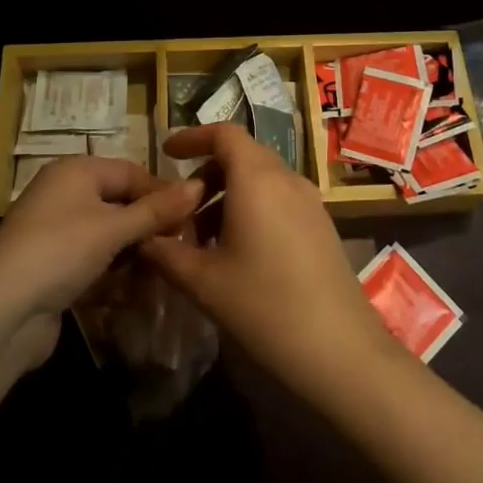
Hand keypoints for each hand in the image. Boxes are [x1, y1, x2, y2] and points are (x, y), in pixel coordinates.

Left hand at [0, 156, 200, 367]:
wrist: (0, 314)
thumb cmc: (61, 252)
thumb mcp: (114, 228)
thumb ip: (157, 210)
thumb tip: (199, 186)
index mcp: (76, 171)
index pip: (132, 172)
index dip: (163, 193)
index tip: (193, 219)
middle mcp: (65, 194)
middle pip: (121, 204)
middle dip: (150, 228)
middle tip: (182, 249)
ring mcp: (57, 233)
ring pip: (110, 237)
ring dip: (134, 255)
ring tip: (162, 275)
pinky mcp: (53, 268)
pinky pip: (94, 262)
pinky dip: (114, 275)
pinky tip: (133, 293)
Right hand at [141, 124, 404, 404]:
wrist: (340, 349)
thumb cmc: (264, 305)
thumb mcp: (204, 282)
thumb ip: (166, 254)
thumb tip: (143, 238)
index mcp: (257, 178)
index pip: (224, 133)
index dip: (193, 137)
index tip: (167, 154)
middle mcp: (286, 178)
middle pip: (243, 155)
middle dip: (207, 172)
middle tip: (180, 206)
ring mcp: (310, 200)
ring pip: (262, 179)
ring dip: (229, 194)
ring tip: (204, 237)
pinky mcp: (321, 224)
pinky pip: (280, 198)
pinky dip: (253, 208)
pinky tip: (238, 251)